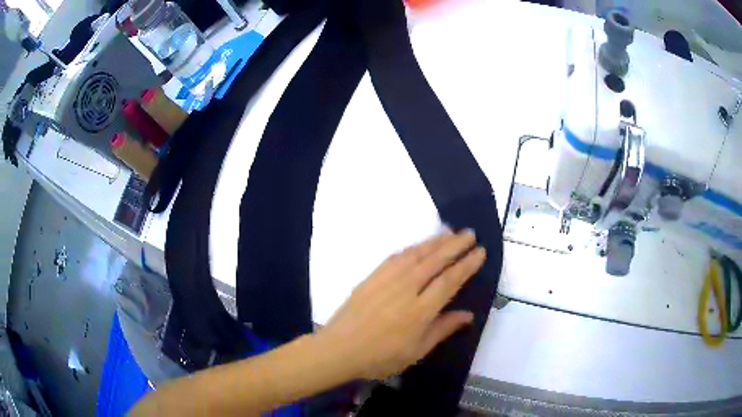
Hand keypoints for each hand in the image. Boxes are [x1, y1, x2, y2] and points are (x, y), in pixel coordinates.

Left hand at [317, 229, 485, 379]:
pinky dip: (412, 247)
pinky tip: (420, 245)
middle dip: (455, 245)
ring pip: (417, 254)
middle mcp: (406, 289)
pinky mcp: (372, 276)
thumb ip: (443, 329)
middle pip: (435, 261)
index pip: (449, 281)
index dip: (466, 265)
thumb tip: (468, 314)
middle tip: (471, 234)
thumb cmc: (380, 357)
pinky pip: (396, 256)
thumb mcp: (416, 351)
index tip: (480, 252)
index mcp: (420, 311)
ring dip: (435, 241)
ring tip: (451, 233)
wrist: (339, 348)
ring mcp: (387, 280)